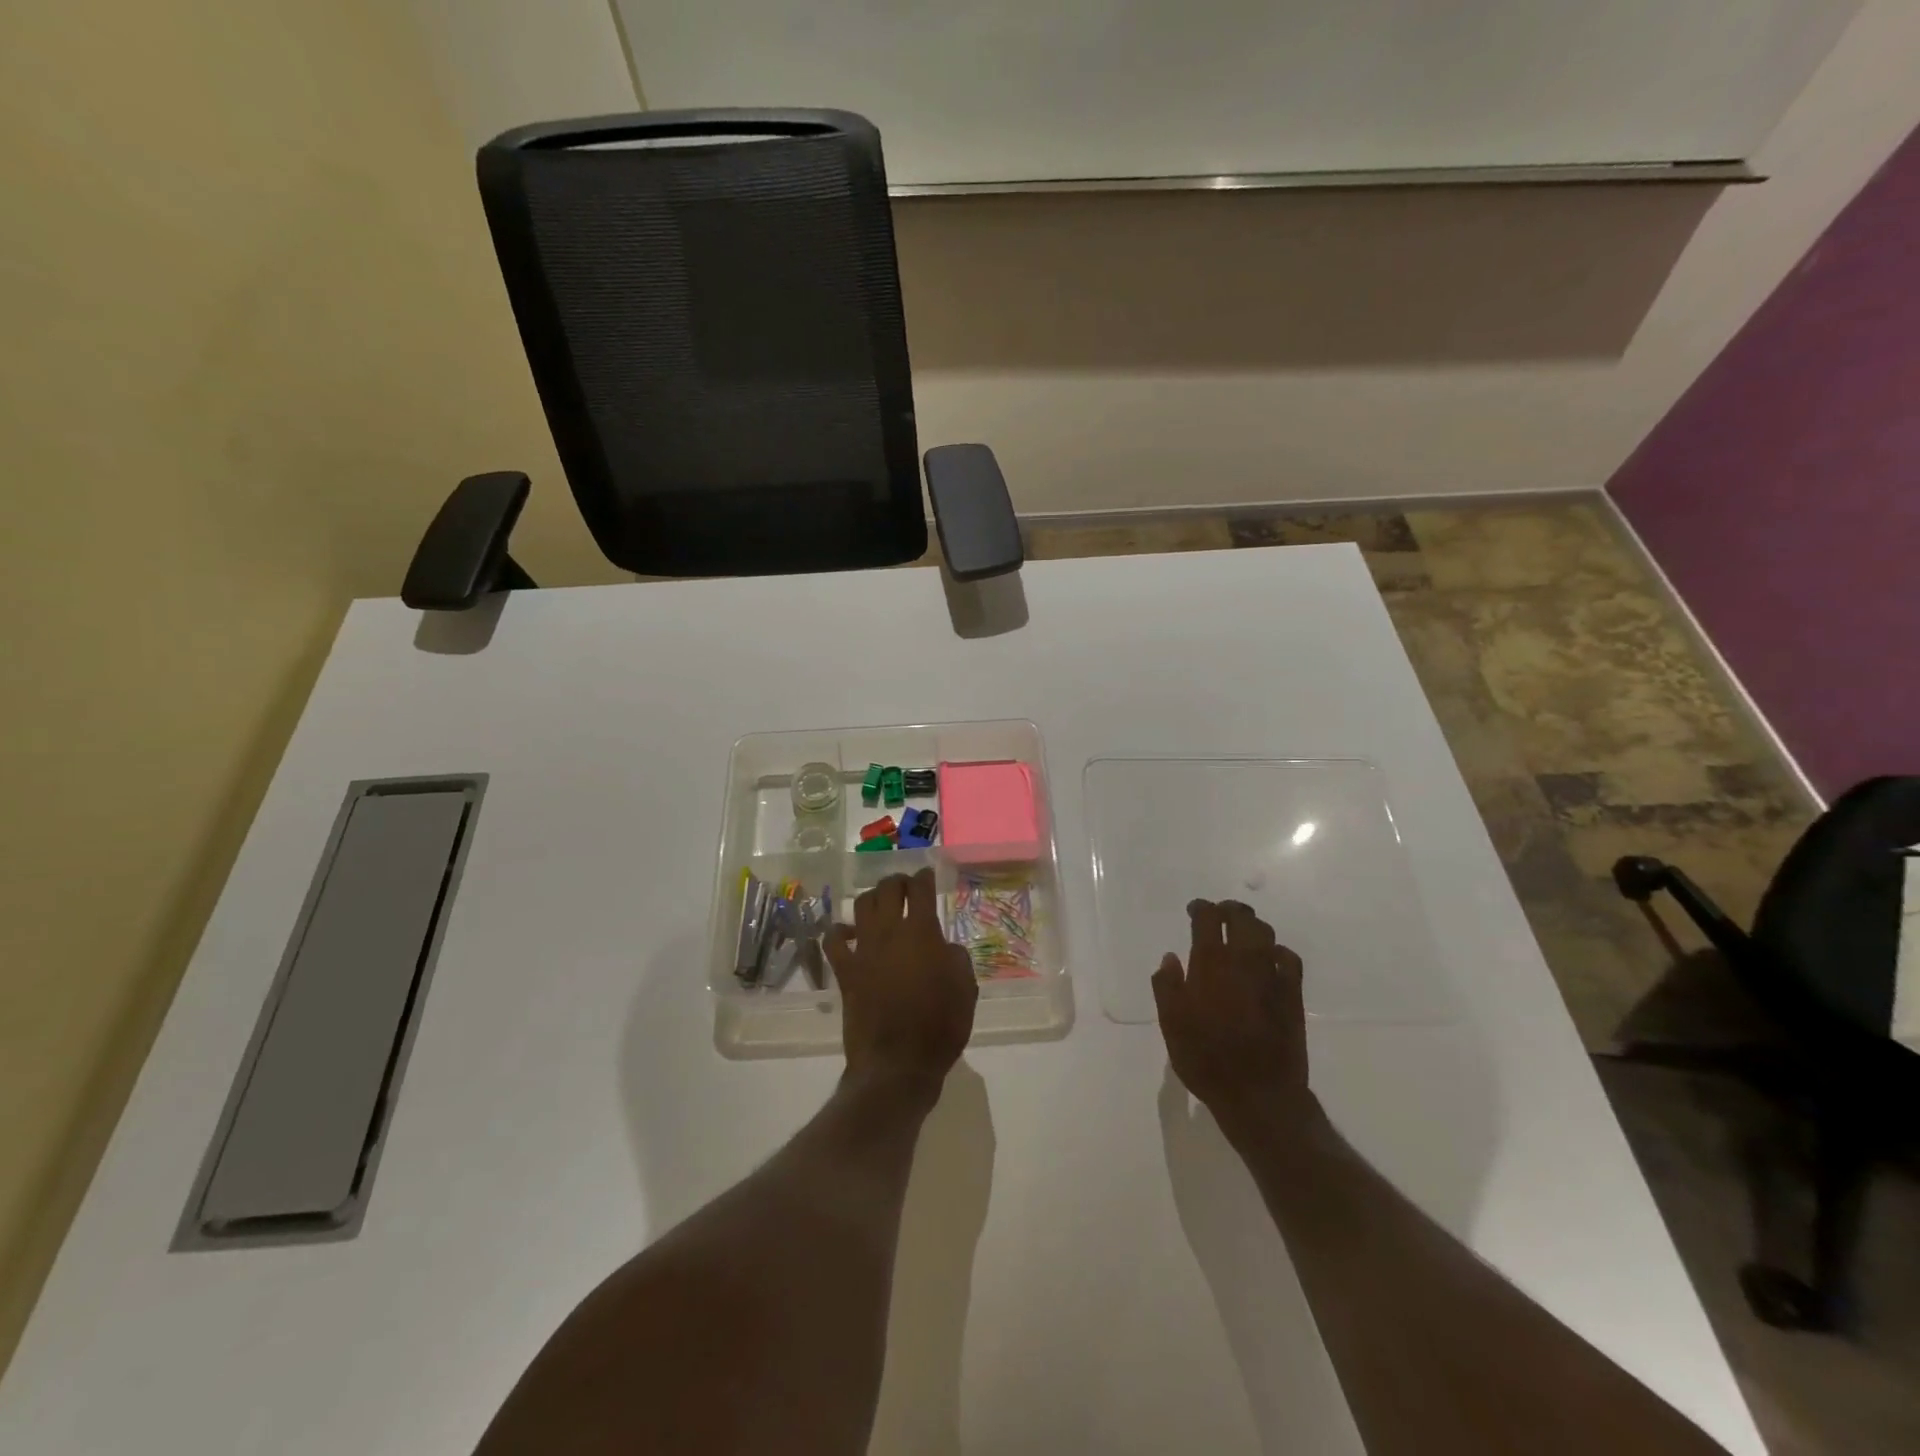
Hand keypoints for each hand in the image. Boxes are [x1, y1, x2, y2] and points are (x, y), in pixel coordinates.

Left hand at [825, 869, 977, 1105]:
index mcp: (922, 932)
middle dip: (897, 881)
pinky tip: (848, 932)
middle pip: (887, 889)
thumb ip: (956, 958)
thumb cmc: (940, 1026)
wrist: (897, 1063)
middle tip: (905, 886)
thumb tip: (944, 947)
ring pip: (861, 906)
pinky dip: (840, 931)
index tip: (926, 874)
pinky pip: (834, 941)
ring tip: (880, 902)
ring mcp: (863, 950)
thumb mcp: (966, 988)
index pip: (920, 889)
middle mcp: (889, 932)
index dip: (923, 877)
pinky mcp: (845, 971)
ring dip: (872, 898)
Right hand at [1153, 899, 1311, 1127]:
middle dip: (1229, 910)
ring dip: (1252, 925)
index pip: (1208, 918)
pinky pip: (1288, 958)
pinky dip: (1277, 950)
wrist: (1258, 1094)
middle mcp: (1243, 960)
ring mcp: (1272, 975)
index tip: (1194, 910)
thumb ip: (1167, 986)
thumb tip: (1170, 958)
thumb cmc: (1206, 1058)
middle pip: (1241, 918)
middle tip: (1219, 914)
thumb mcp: (1171, 1024)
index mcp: (1210, 963)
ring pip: (1266, 934)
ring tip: (1242, 931)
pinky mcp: (1293, 994)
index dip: (1201, 908)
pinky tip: (1270, 958)